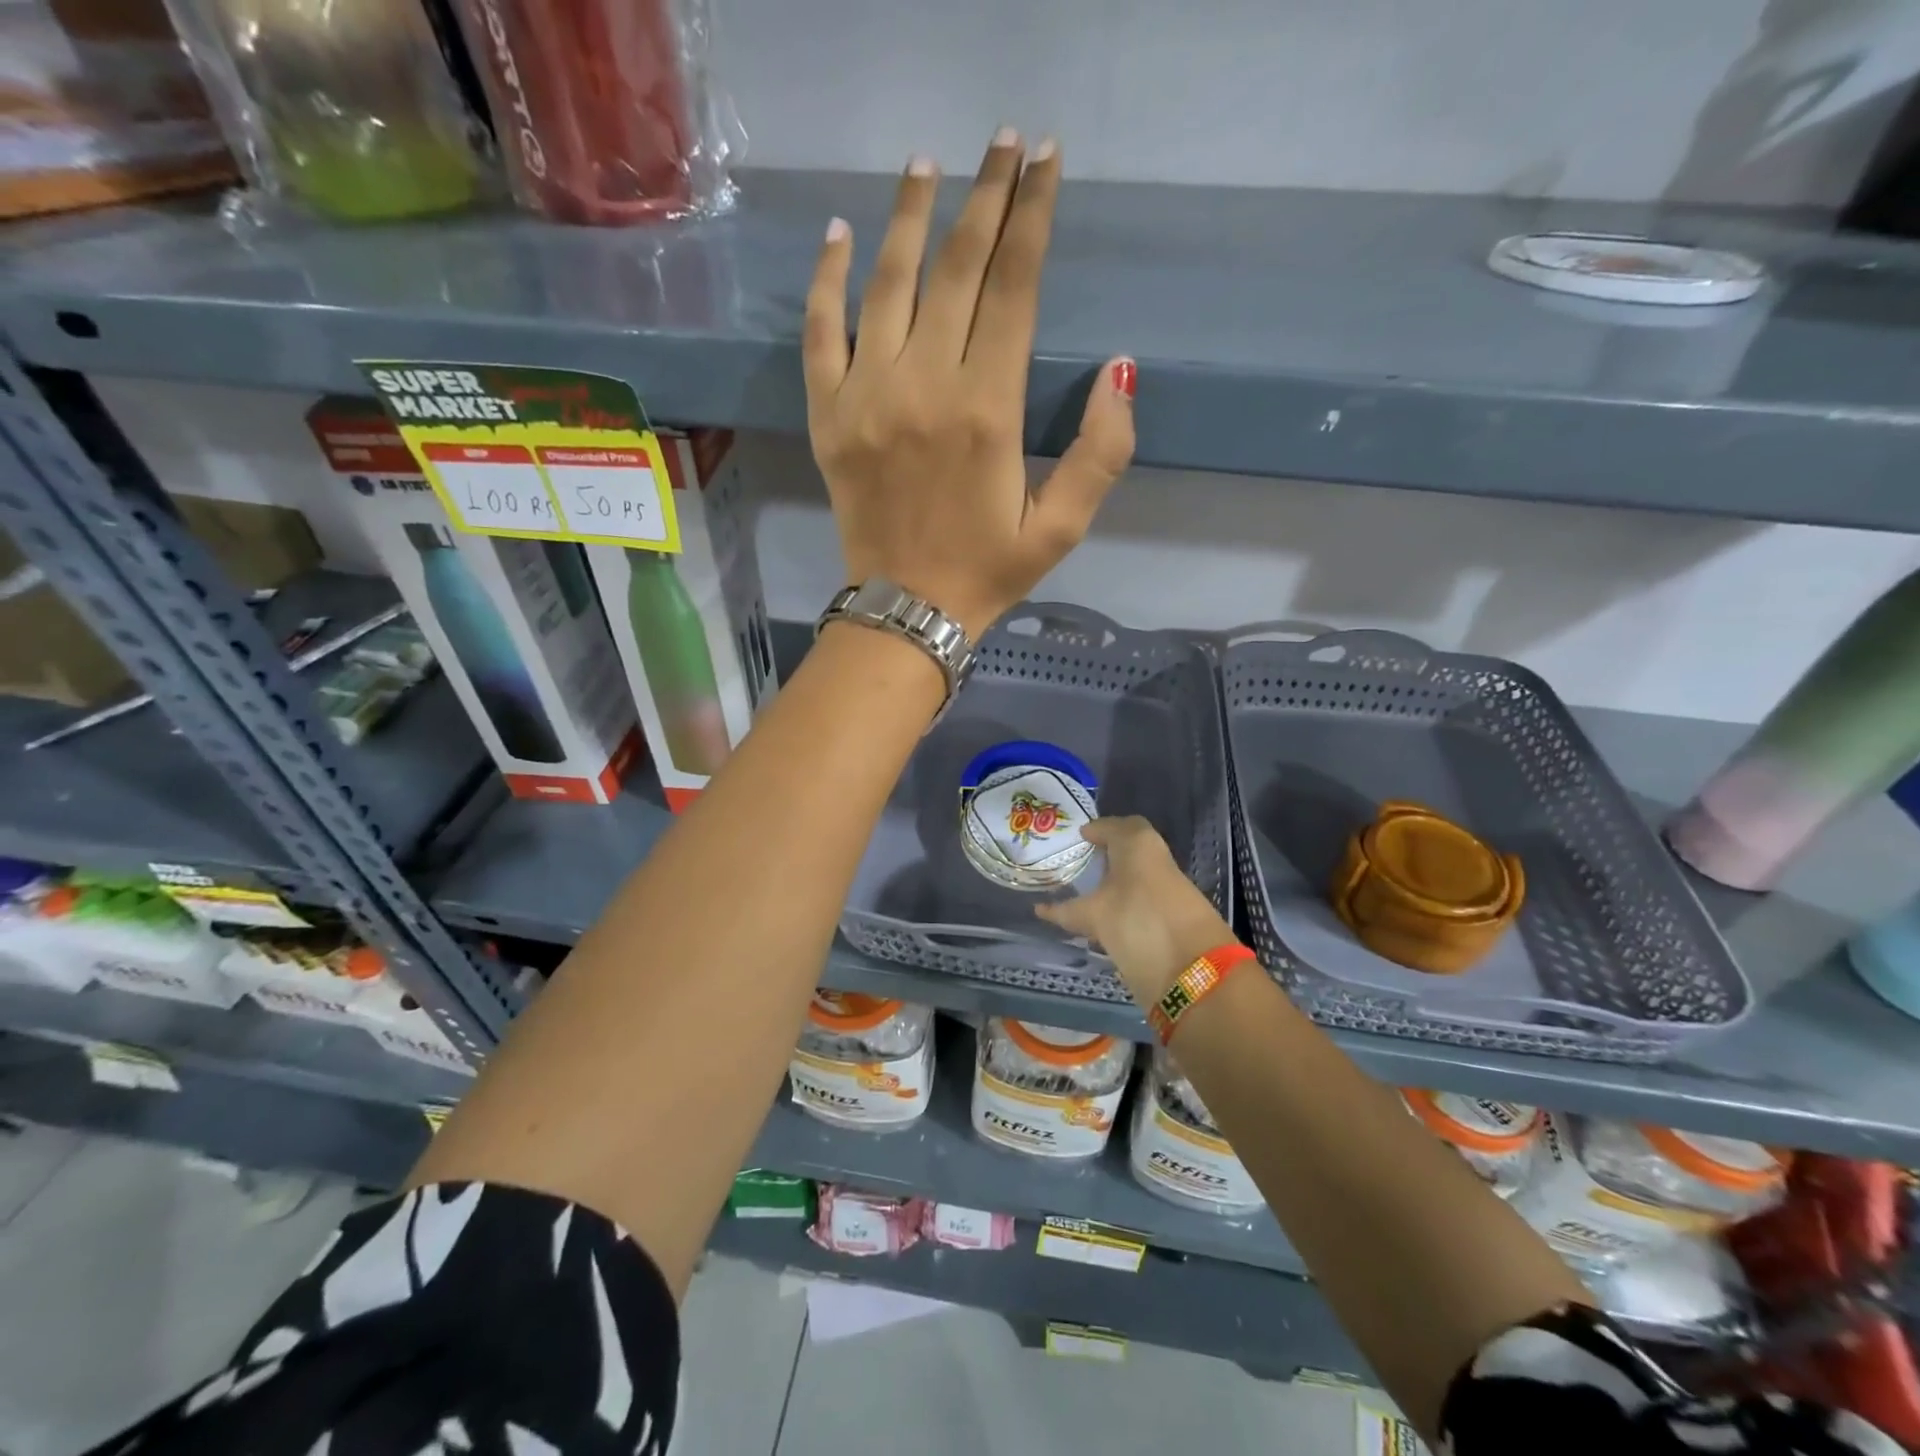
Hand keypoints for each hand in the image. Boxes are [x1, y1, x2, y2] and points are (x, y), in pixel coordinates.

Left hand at [802, 130, 1136, 639]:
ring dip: (910, 217)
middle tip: (1002, 142)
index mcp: (987, 410)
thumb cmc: (987, 571)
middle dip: (984, 198)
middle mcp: (924, 386)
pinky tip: (838, 235)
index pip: (1013, 289)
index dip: (1032, 219)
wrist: (907, 610)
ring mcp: (867, 396)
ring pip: (888, 284)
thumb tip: (1119, 369)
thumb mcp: (1062, 527)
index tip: (1044, 162)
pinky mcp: (828, 416)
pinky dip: (826, 280)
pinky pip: (820, 332)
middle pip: (955, 269)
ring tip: (927, 164)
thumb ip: (1100, 453)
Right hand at [1036, 817, 1235, 1007]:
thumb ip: (1068, 912)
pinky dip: (1122, 903)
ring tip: (1083, 895)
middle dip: (1105, 854)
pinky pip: (1141, 899)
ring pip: (1135, 876)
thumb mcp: (1096, 916)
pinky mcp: (1174, 917)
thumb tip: (1041, 909)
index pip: (1115, 826)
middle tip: (1076, 864)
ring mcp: (1169, 890)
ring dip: (1114, 881)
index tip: (1077, 838)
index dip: (1096, 830)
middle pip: (1128, 850)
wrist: (1196, 971)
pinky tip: (1102, 922)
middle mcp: (1156, 861)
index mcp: (1138, 845)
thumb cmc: (1138, 922)